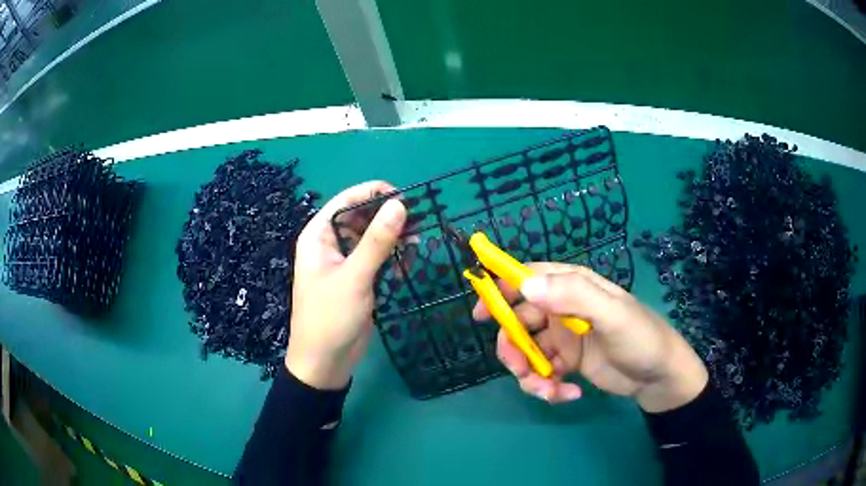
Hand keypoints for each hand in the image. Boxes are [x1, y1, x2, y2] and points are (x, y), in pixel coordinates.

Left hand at [286, 182, 405, 389]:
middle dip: (388, 218)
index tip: (405, 197)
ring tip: (417, 244)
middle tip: (418, 223)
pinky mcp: (357, 280)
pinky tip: (406, 266)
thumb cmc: (330, 317)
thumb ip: (377, 241)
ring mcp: (344, 262)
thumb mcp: (354, 278)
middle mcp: (330, 244)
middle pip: (361, 218)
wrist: (325, 363)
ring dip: (394, 239)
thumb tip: (400, 204)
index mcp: (318, 235)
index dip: (374, 193)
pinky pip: (377, 259)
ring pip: (372, 239)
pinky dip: (392, 259)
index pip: (346, 201)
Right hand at [473, 263, 707, 412]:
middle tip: (519, 370)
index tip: (480, 313)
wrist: (659, 377)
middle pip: (519, 322)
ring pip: (527, 352)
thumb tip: (525, 284)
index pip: (528, 278)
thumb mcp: (612, 315)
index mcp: (573, 287)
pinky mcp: (568, 364)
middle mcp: (563, 310)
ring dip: (529, 375)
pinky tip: (569, 395)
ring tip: (549, 392)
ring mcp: (564, 339)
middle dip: (513, 348)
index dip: (500, 290)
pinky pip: (543, 374)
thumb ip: (573, 295)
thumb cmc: (640, 338)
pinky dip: (548, 388)